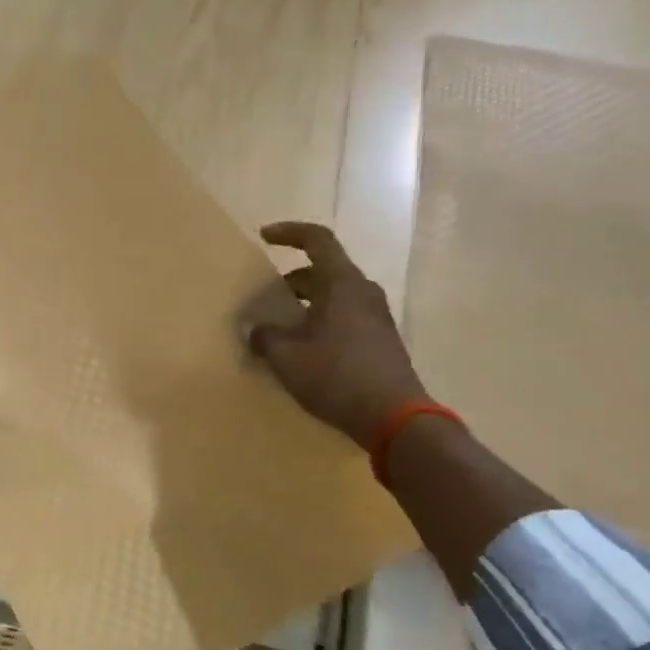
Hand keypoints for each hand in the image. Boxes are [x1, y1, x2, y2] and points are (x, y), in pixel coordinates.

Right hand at [246, 222, 427, 450]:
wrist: (394, 416)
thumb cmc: (336, 376)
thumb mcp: (286, 357)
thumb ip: (265, 336)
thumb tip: (255, 329)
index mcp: (341, 283)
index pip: (316, 240)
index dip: (289, 233)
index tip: (264, 237)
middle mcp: (363, 291)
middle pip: (323, 271)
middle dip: (291, 281)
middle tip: (266, 300)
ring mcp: (376, 316)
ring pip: (334, 296)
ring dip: (306, 304)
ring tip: (281, 327)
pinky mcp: (380, 340)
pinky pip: (345, 317)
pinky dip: (321, 322)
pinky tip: (304, 350)